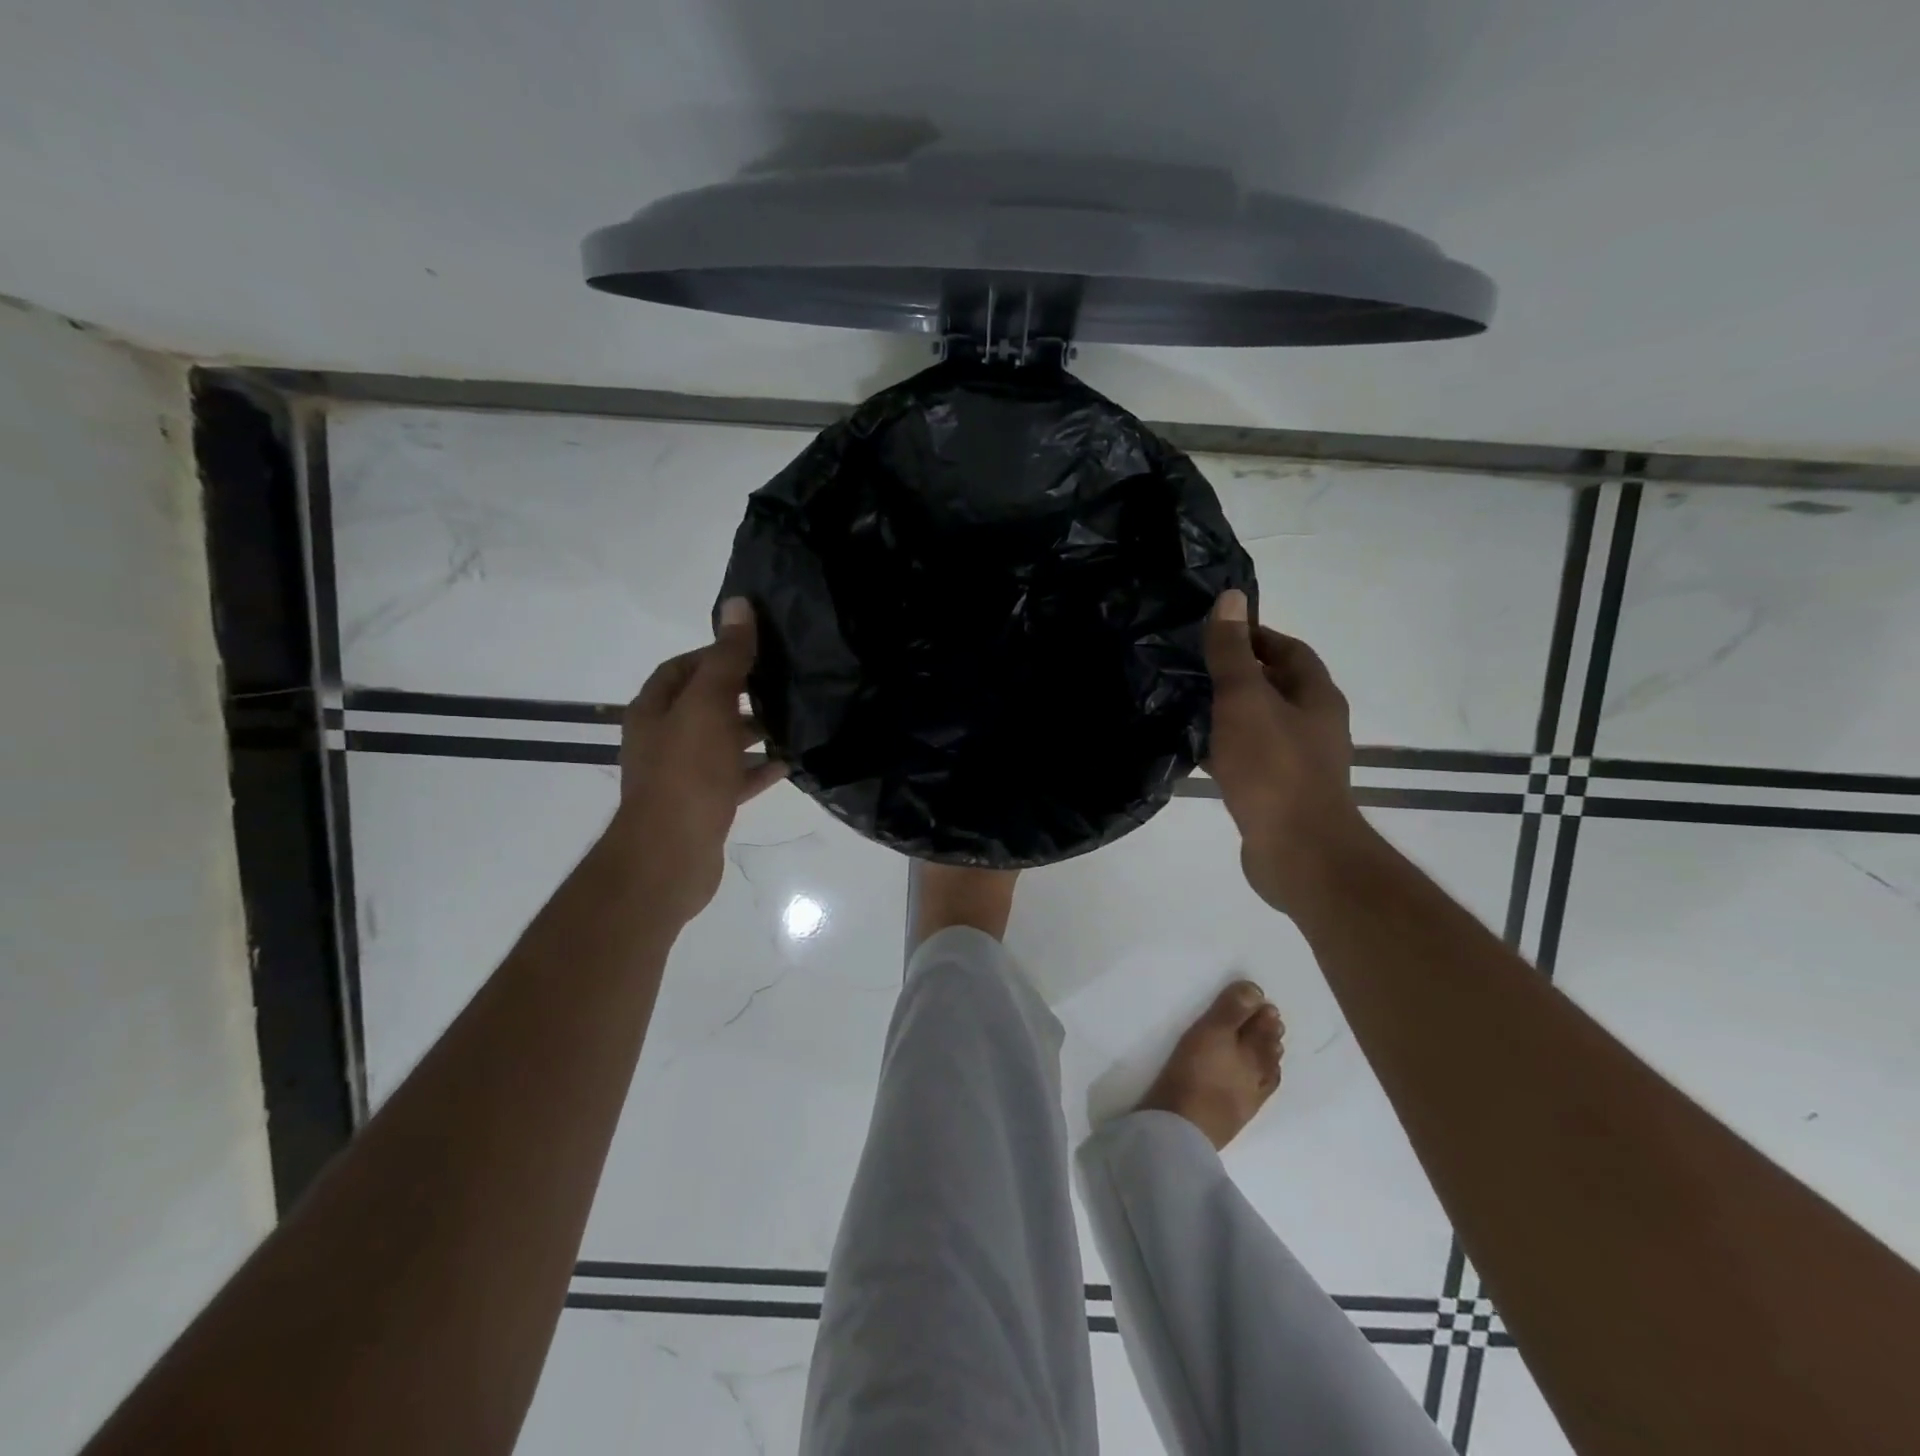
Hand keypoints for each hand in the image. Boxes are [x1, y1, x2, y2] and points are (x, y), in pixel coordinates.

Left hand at [614, 598, 787, 925]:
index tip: (756, 649)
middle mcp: (663, 739)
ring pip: (722, 742)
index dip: (715, 653)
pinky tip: (789, 763)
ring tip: (793, 719)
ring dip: (753, 731)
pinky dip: (758, 768)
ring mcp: (683, 774)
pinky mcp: (703, 804)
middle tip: (783, 682)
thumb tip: (738, 605)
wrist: (671, 857)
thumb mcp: (708, 706)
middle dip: (740, 692)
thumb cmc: (687, 774)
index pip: (681, 668)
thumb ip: (726, 658)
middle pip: (704, 704)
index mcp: (653, 710)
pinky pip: (734, 777)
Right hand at [1203, 590, 1372, 913]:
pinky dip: (1226, 749)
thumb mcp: (1245, 700)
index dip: (1256, 636)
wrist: (1297, 852)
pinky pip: (1250, 758)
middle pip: (1276, 687)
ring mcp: (1300, 763)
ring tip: (1187, 705)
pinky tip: (1196, 752)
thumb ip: (1232, 652)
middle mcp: (1316, 725)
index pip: (1290, 650)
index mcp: (1317, 697)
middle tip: (1192, 667)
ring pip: (1261, 724)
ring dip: (1230, 713)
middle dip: (1238, 675)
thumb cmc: (1273, 768)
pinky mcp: (1280, 793)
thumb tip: (1231, 598)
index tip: (1216, 633)